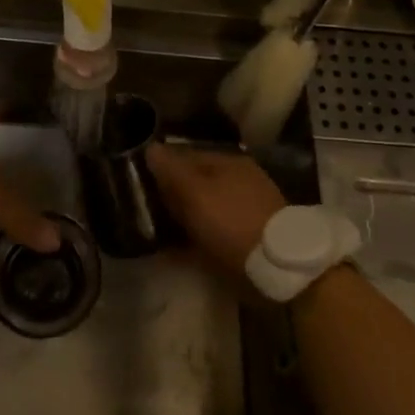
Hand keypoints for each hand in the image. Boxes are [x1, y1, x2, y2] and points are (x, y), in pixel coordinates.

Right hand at [146, 143, 286, 284]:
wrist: (277, 267)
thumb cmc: (232, 221)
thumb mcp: (195, 192)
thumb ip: (171, 170)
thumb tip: (151, 147)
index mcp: (227, 162)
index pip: (185, 155)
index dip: (161, 167)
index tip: (137, 182)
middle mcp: (237, 180)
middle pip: (195, 182)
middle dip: (171, 194)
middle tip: (143, 208)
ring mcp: (244, 209)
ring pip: (203, 208)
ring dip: (182, 218)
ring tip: (155, 230)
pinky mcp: (247, 237)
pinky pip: (212, 232)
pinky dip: (194, 239)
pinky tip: (175, 250)